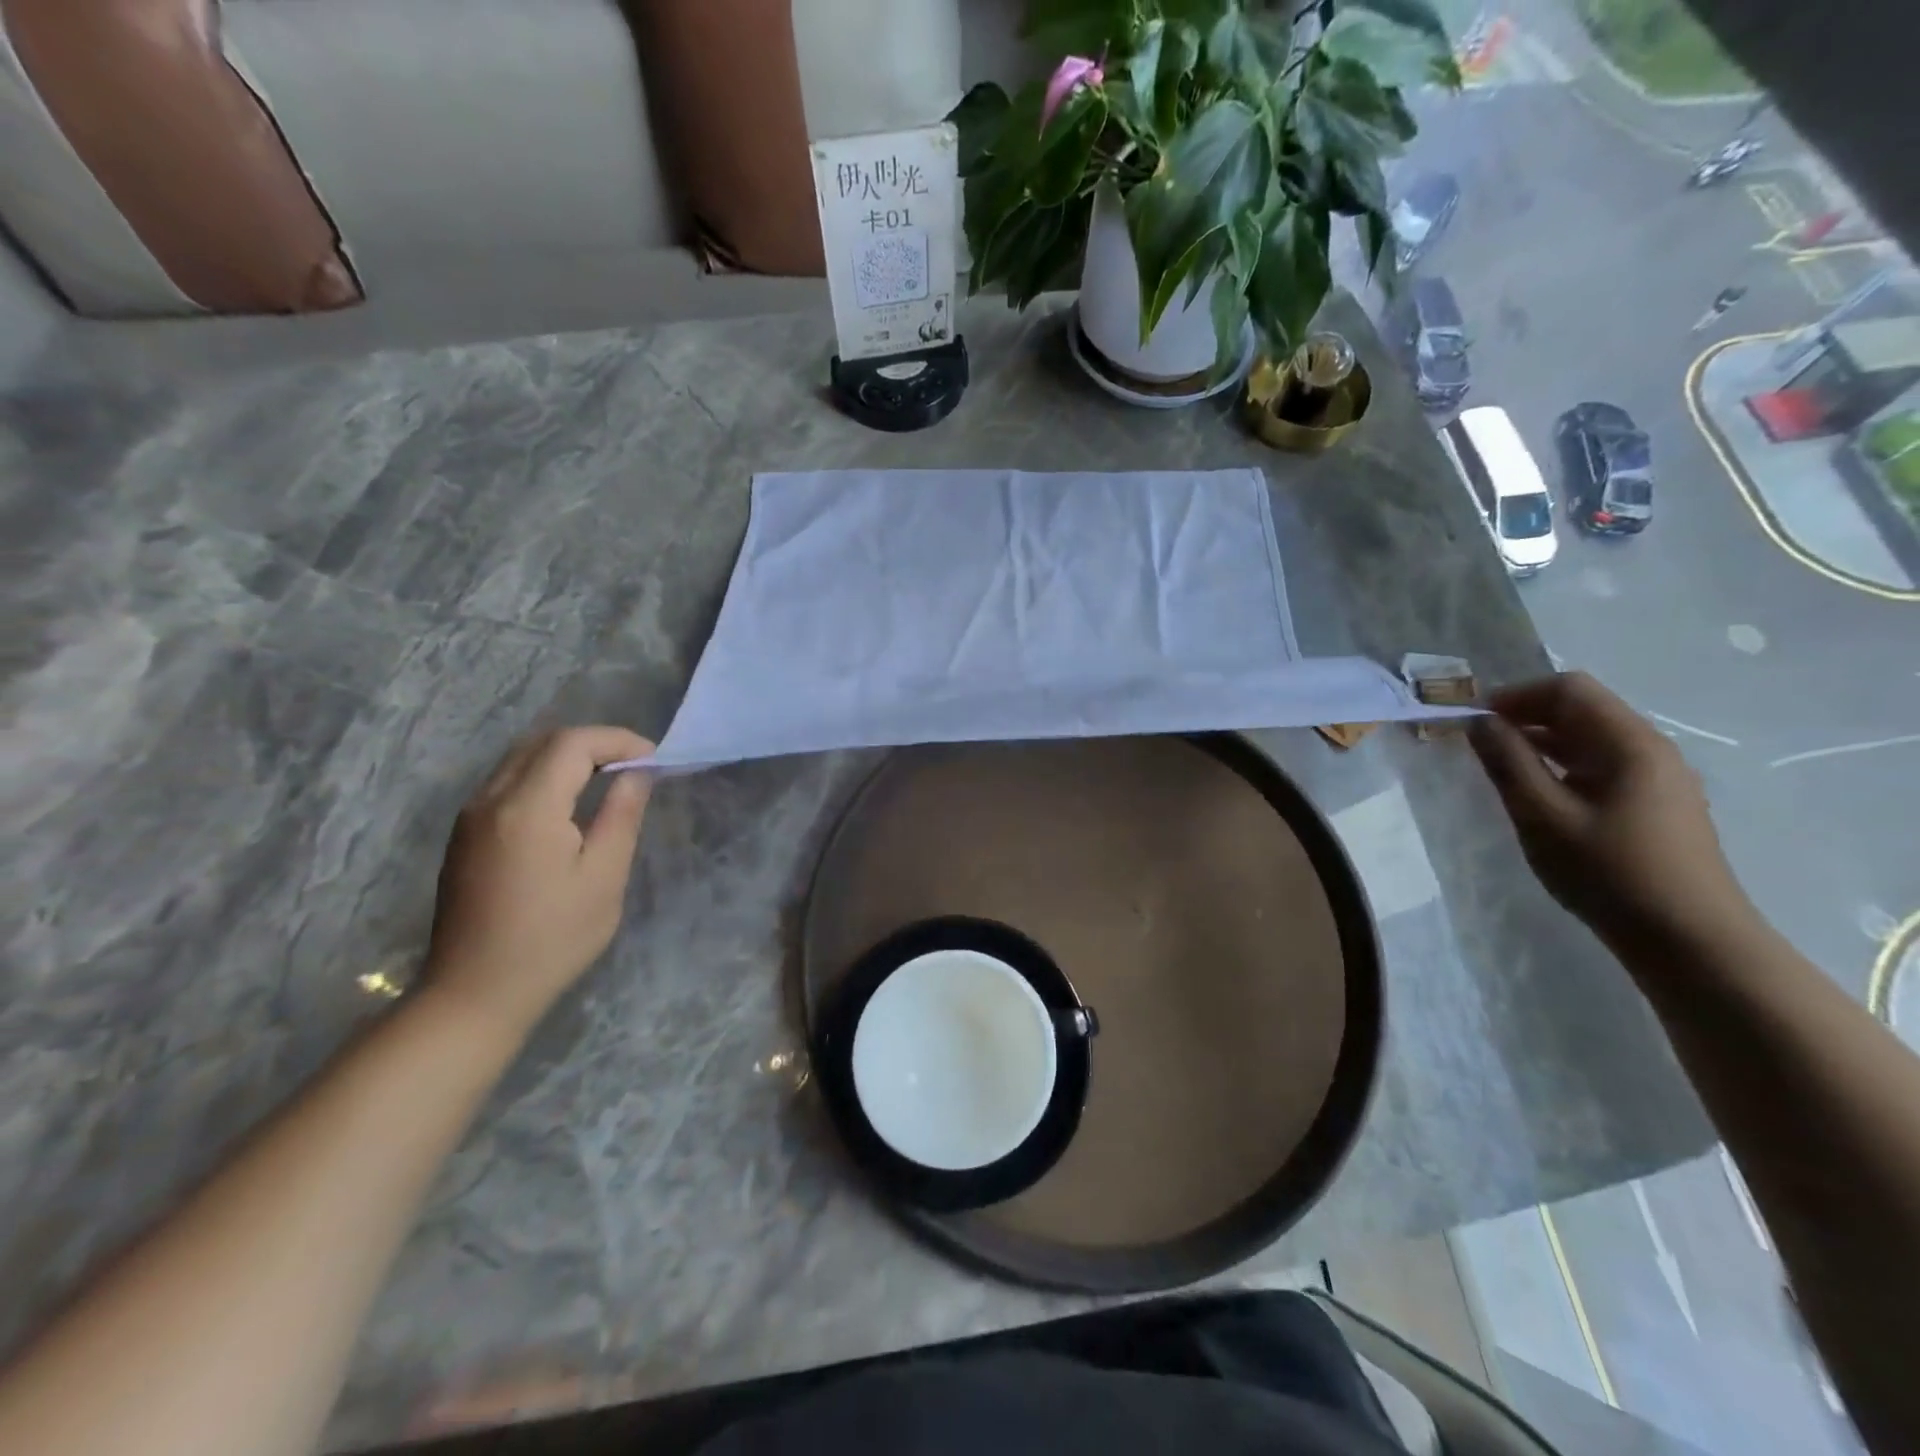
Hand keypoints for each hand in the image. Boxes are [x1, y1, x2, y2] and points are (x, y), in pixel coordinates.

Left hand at [425, 727, 653, 1036]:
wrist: (474, 993)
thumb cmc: (552, 939)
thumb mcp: (603, 878)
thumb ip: (621, 815)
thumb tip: (637, 773)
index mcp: (527, 808)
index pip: (573, 744)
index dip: (618, 740)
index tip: (654, 760)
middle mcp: (490, 800)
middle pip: (543, 742)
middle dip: (594, 742)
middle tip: (635, 766)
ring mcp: (471, 816)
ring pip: (522, 758)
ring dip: (568, 757)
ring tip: (610, 778)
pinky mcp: (465, 834)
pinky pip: (507, 781)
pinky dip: (545, 775)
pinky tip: (571, 803)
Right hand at [1469, 673, 1751, 951]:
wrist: (1689, 940)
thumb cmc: (1608, 871)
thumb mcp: (1542, 815)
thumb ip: (1507, 762)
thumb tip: (1479, 721)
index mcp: (1630, 744)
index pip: (1569, 689)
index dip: (1516, 696)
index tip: (1475, 721)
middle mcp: (1650, 750)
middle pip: (1582, 710)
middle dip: (1526, 716)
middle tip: (1479, 744)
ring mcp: (1658, 779)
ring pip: (1590, 740)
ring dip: (1542, 742)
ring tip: (1501, 768)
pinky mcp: (1655, 806)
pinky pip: (1601, 766)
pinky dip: (1562, 766)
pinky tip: (1540, 795)